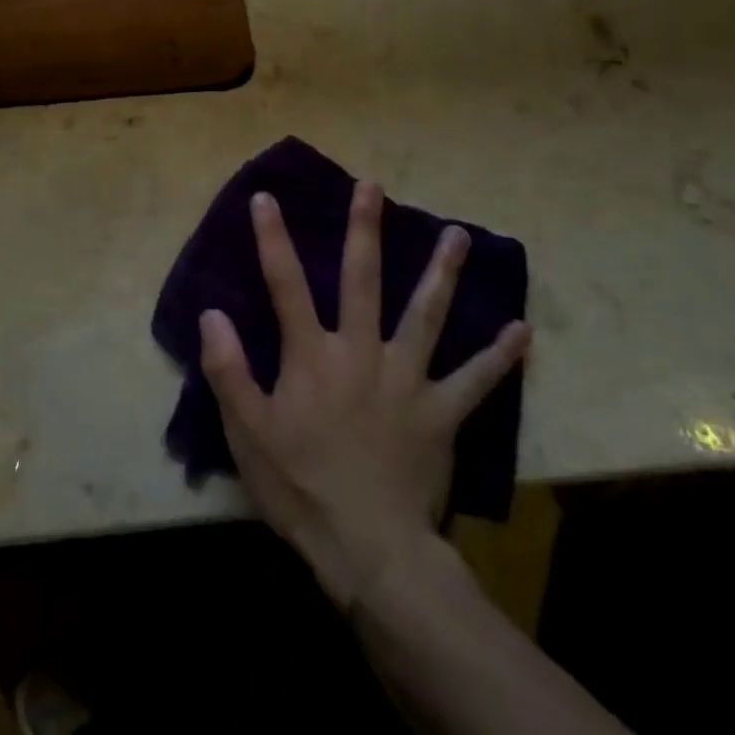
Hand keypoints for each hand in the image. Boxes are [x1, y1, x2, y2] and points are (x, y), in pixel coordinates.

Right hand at [199, 181, 531, 609]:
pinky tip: (522, 331)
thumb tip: (212, 312)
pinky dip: (498, 356)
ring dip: (442, 273)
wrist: (369, 548)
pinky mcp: (441, 413)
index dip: (272, 238)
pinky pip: (475, 380)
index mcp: (312, 355)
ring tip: (459, 236)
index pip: (285, 284)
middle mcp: (361, 352)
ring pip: (426, 315)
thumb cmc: (300, 486)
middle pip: (363, 279)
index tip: (266, 197)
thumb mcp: (247, 431)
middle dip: (365, 229)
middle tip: (374, 186)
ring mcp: (407, 380)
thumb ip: (228, 369)